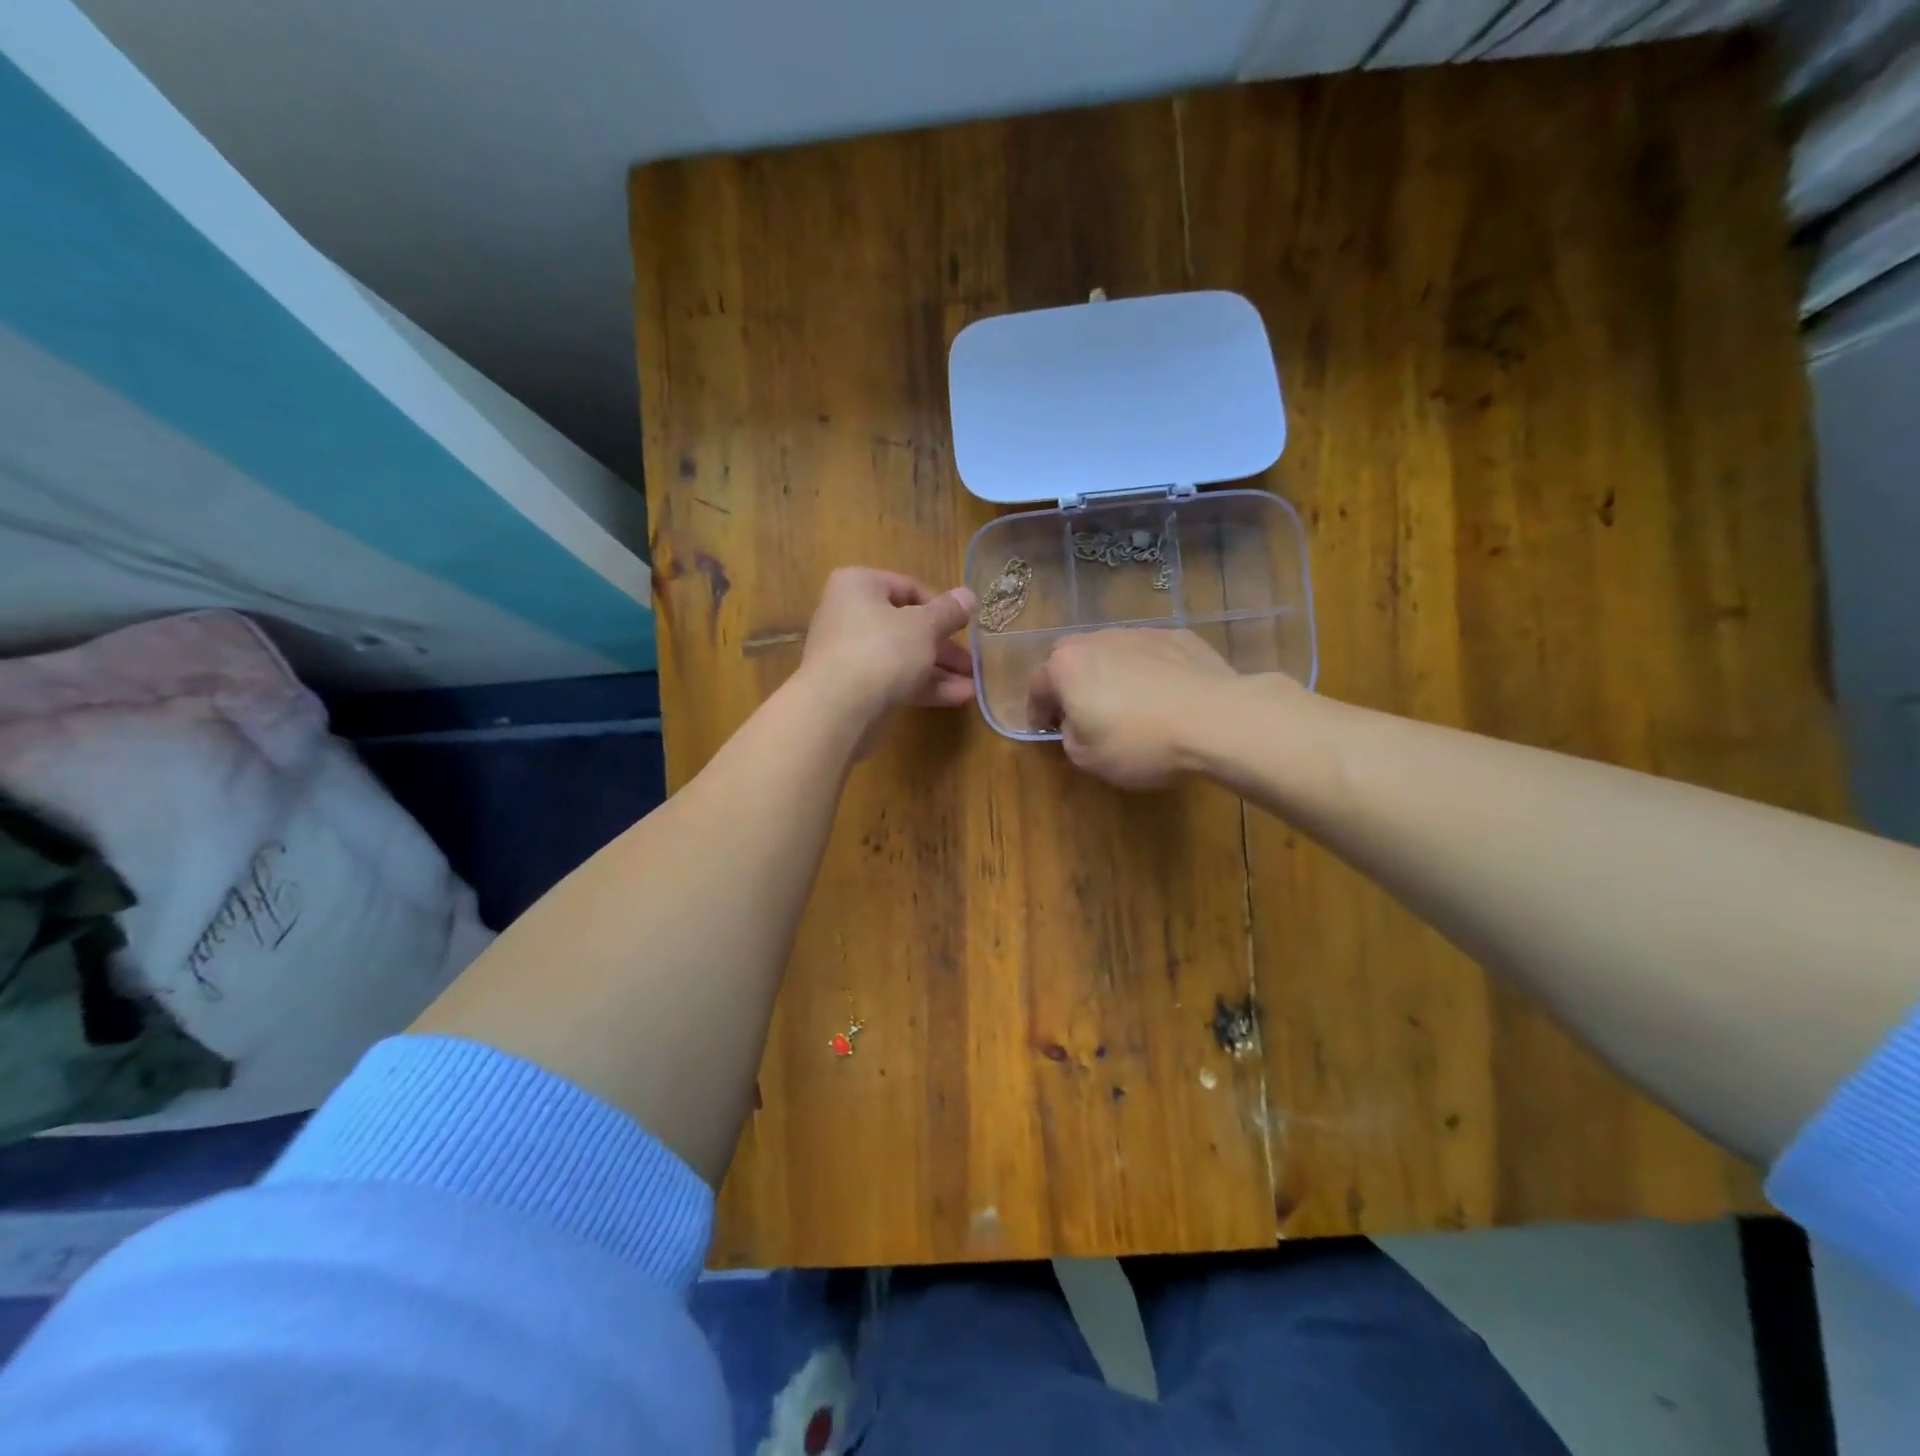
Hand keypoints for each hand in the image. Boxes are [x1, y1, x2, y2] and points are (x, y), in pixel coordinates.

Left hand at [798, 568, 977, 741]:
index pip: (908, 587)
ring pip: (903, 656)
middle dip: (944, 646)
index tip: (966, 625)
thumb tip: (969, 596)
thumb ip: (949, 612)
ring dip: (939, 670)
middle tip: (972, 662)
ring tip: (973, 685)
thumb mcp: (924, 626)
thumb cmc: (882, 651)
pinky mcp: (855, 688)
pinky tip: (958, 697)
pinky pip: (895, 680)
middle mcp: (849, 615)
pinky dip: (924, 686)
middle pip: (907, 625)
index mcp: (859, 586)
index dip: (942, 607)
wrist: (838, 711)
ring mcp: (850, 654)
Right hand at [1027, 629, 1247, 788]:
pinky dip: (1148, 672)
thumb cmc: (1140, 742)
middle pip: (1072, 660)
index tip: (1044, 730)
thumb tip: (1076, 723)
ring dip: (1110, 675)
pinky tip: (1164, 697)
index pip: (1037, 686)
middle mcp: (1098, 639)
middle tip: (1082, 713)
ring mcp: (1140, 633)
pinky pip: (1150, 655)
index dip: (1037, 711)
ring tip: (1127, 705)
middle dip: (1071, 685)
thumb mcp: (1088, 758)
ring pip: (1112, 653)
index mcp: (1066, 666)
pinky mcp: (1179, 636)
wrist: (1217, 720)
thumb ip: (1069, 736)